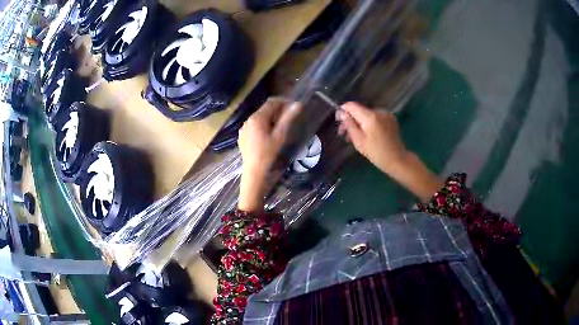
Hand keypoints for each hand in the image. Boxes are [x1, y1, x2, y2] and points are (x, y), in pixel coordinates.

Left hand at [238, 98, 300, 211]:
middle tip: (289, 118)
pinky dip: (262, 126)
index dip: (283, 102)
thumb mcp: (280, 135)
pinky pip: (254, 126)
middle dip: (277, 111)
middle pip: (264, 110)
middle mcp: (248, 120)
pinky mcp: (243, 137)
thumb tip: (298, 104)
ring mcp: (244, 129)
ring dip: (270, 119)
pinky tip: (269, 136)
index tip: (293, 107)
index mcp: (257, 118)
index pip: (271, 102)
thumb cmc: (268, 154)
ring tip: (280, 127)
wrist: (254, 172)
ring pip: (259, 118)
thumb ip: (288, 118)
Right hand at [337, 102, 442, 200]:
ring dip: (360, 123)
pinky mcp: (391, 119)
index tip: (339, 120)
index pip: (352, 106)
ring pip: (367, 114)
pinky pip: (376, 117)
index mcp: (370, 116)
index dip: (343, 111)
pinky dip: (369, 123)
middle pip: (360, 110)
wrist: (397, 159)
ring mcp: (386, 114)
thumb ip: (349, 124)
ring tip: (356, 136)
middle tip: (344, 133)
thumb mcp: (358, 140)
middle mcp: (379, 111)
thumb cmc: (376, 153)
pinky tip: (368, 134)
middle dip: (351, 120)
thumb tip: (341, 113)